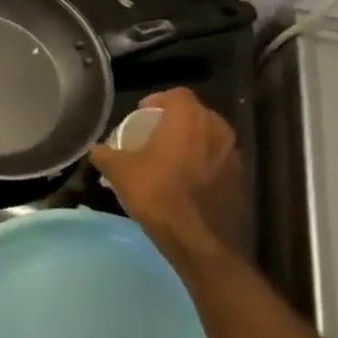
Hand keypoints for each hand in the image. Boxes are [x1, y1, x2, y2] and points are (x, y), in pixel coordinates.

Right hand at [90, 87, 246, 260]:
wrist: (199, 242)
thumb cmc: (157, 195)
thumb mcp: (118, 171)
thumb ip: (105, 154)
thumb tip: (96, 149)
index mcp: (188, 122)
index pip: (179, 94)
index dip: (159, 99)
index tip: (143, 114)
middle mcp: (216, 133)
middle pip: (199, 112)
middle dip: (178, 118)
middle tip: (157, 132)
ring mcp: (233, 159)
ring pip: (213, 137)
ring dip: (194, 140)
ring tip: (172, 155)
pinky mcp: (240, 183)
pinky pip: (220, 160)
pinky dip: (206, 162)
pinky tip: (187, 180)